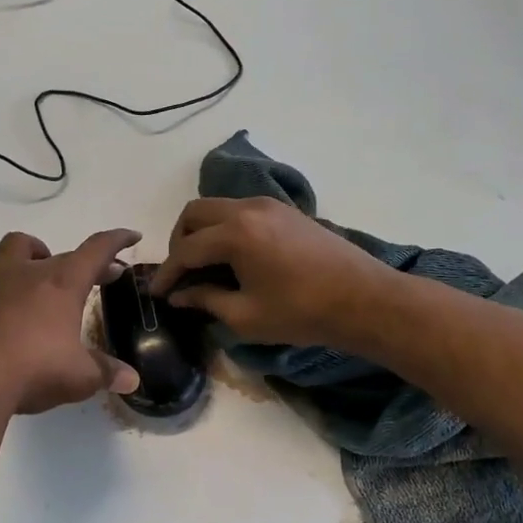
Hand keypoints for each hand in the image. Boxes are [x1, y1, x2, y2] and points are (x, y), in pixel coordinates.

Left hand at [0, 229, 143, 413]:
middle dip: (79, 262)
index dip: (117, 240)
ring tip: (37, 275)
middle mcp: (28, 273)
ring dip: (29, 254)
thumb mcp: (79, 377)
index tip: (131, 236)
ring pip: (12, 247)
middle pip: (58, 252)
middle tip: (91, 280)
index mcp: (62, 283)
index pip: (97, 249)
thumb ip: (106, 372)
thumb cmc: (33, 371)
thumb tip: (132, 379)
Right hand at [151, 197, 391, 347]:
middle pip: (195, 213)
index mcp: (235, 234)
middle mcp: (248, 209)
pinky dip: (226, 228)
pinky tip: (233, 257)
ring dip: (203, 232)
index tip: (156, 293)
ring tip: (204, 265)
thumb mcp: (246, 316)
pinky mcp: (287, 211)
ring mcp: (270, 205)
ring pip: (219, 208)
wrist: (366, 300)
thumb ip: (206, 300)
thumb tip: (180, 295)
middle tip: (180, 272)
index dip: (167, 273)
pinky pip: (242, 210)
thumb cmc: (302, 313)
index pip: (186, 249)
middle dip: (179, 241)